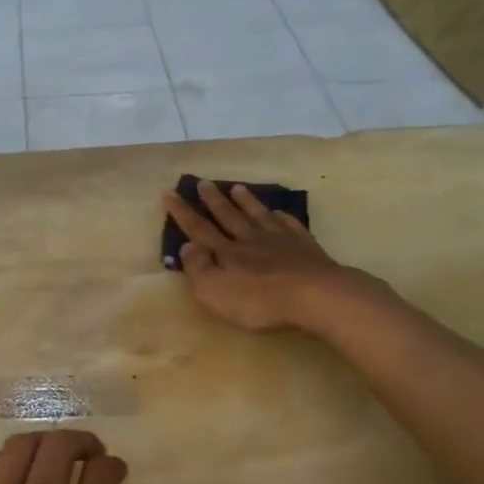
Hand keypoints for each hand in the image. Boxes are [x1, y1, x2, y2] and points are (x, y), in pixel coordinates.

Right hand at [163, 179, 388, 332]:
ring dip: (246, 201)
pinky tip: (279, 212)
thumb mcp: (215, 292)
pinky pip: (289, 224)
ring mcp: (279, 240)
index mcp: (226, 252)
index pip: (199, 229)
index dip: (183, 213)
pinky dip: (281, 216)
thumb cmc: (259, 300)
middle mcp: (249, 239)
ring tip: (237, 187)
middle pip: (228, 216)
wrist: (314, 295)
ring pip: (258, 215)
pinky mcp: (304, 246)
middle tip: (203, 182)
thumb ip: (198, 268)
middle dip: (213, 200)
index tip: (169, 194)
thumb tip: (187, 245)